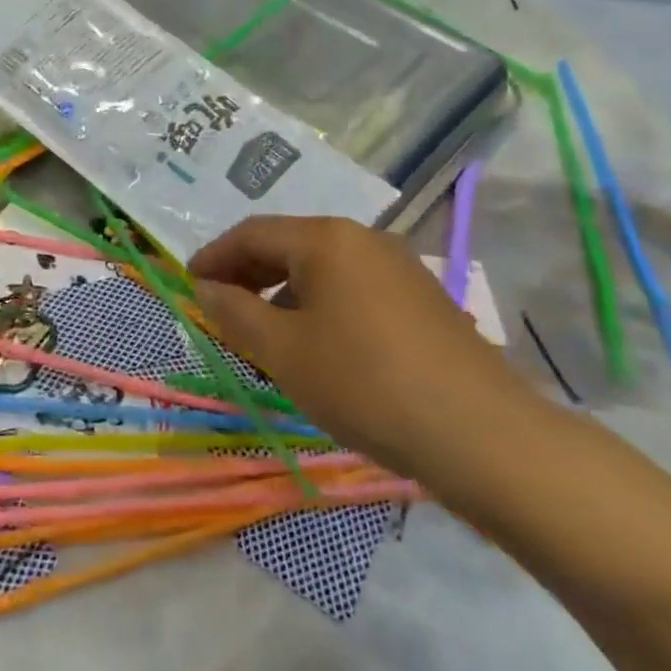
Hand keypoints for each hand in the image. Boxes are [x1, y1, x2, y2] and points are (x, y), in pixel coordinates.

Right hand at [189, 216, 537, 483]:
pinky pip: (352, 290)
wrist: (481, 436)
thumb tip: (206, 288)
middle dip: (247, 275)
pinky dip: (318, 307)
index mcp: (327, 239)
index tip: (189, 285)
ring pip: (321, 271)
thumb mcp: (282, 350)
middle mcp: (364, 240)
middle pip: (288, 246)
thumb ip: (234, 312)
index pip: (252, 234)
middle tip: (219, 309)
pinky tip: (315, 347)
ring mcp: (399, 269)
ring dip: (281, 294)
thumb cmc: (364, 382)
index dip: (213, 257)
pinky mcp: (422, 302)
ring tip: (262, 335)